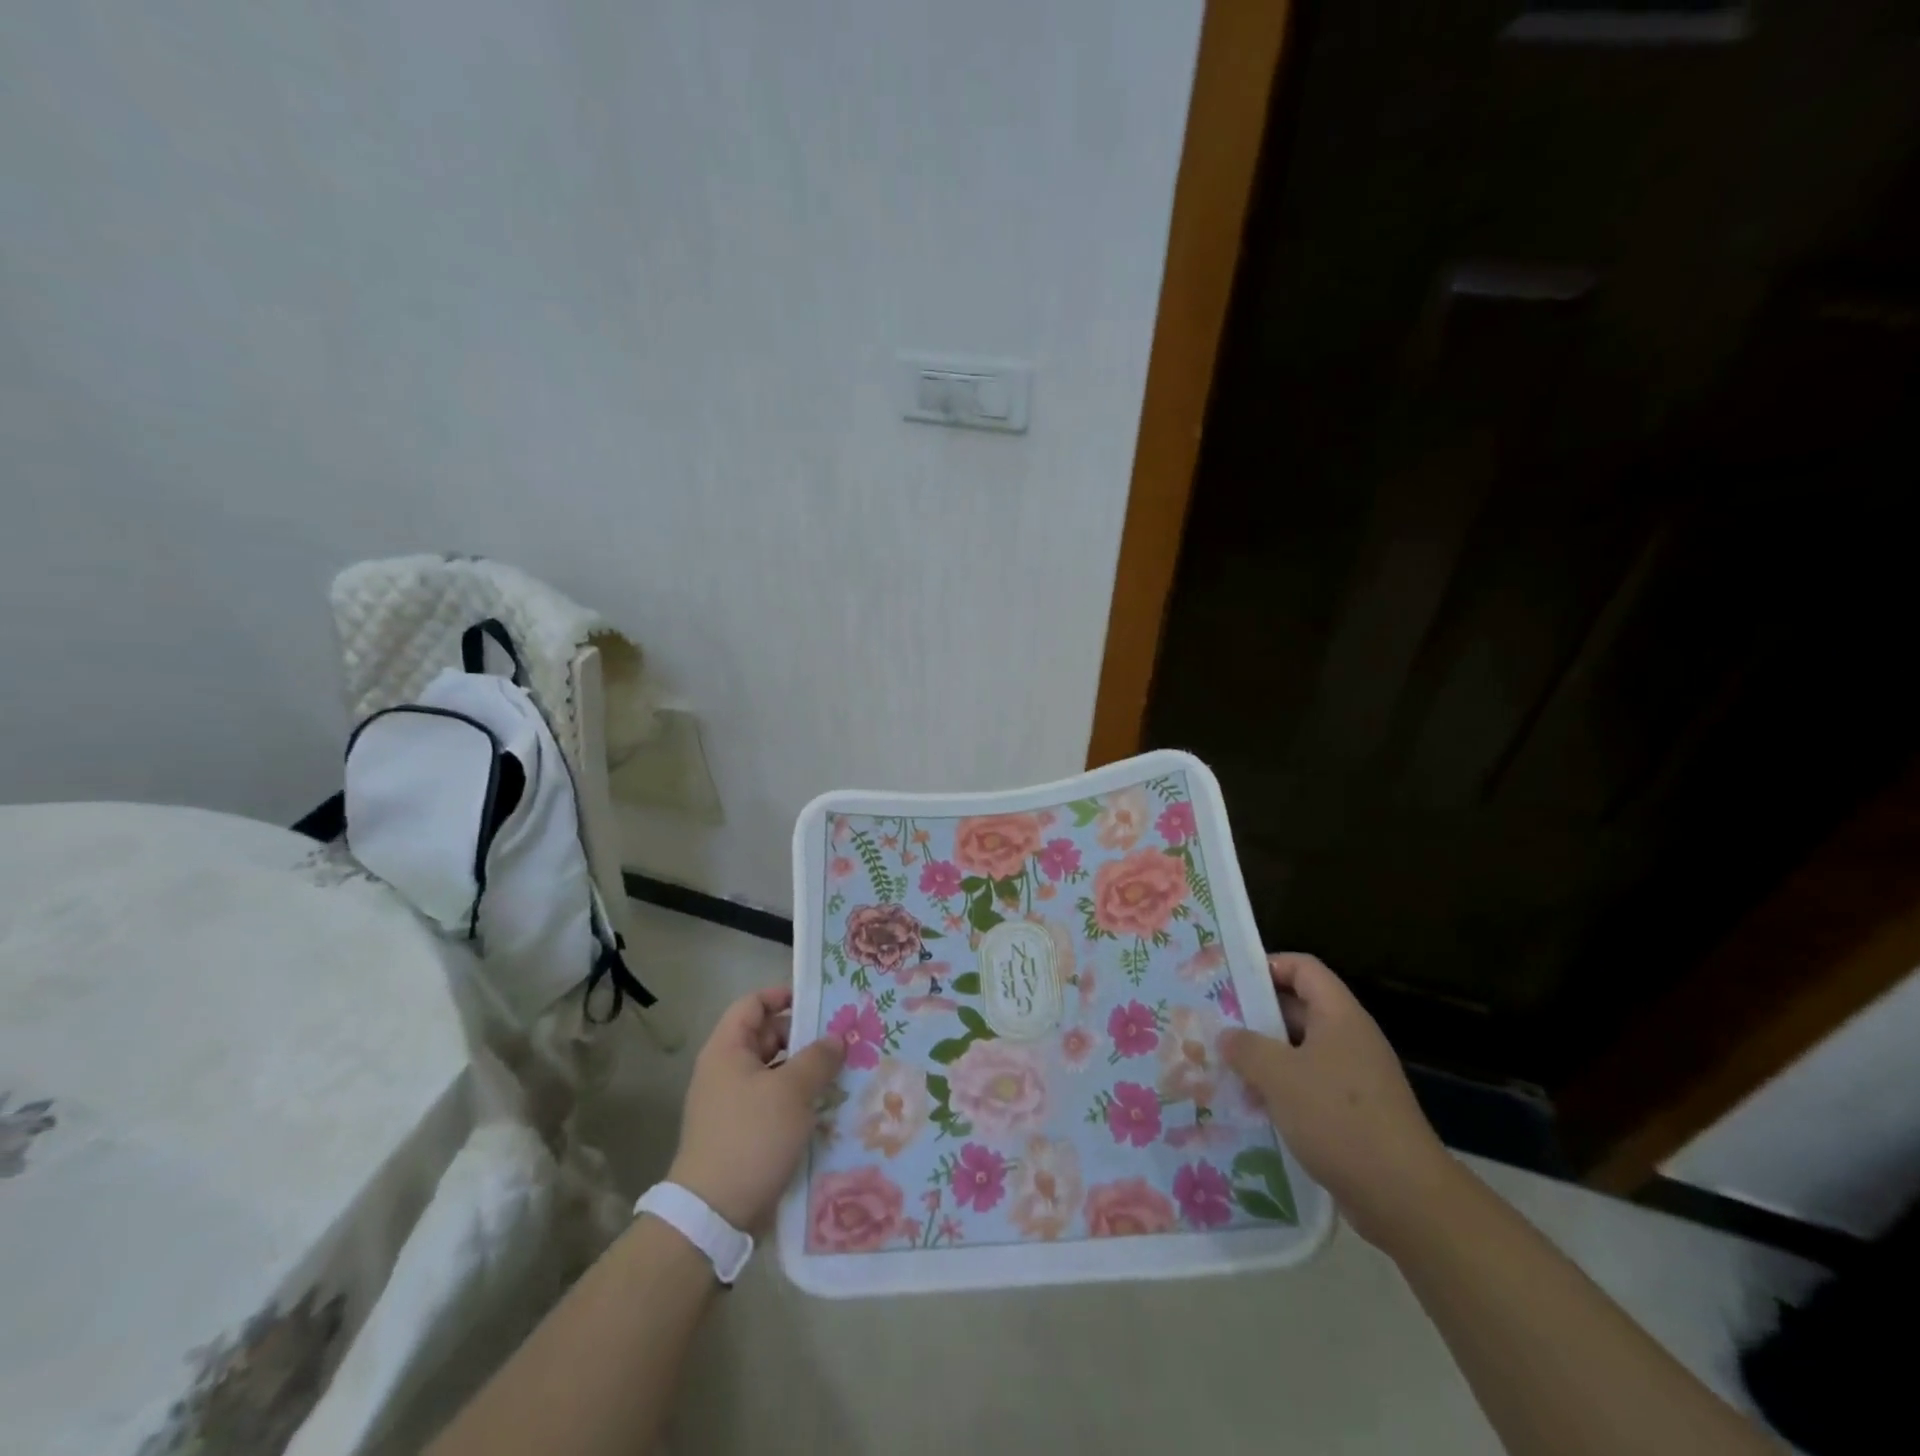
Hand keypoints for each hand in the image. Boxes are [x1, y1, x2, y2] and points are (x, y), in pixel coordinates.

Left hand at [666, 986, 844, 1231]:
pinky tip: (829, 1107)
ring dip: (806, 1071)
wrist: (713, 1216)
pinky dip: (799, 1100)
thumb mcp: (791, 1091)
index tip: (820, 1001)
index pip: (753, 1004)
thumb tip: (836, 1038)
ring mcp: (734, 1104)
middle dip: (804, 1036)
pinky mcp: (744, 1134)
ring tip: (845, 1072)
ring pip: (776, 1072)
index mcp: (727, 1050)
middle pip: (767, 1037)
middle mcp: (726, 1071)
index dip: (783, 995)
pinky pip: (775, 1103)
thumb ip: (818, 1058)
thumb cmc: (751, 1138)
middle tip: (843, 1039)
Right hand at [1221, 953, 1453, 1249]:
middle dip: (1256, 1016)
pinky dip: (1281, 1090)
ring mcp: (1354, 1078)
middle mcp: (1349, 1039)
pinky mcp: (1353, 1114)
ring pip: (1300, 1052)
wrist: (1404, 1198)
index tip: (1230, 982)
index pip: (1303, 968)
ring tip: (1224, 1066)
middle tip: (1215, 1025)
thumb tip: (1227, 1035)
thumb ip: (1246, 1048)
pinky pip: (1309, 1086)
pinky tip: (1251, 1106)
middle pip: (1298, 1009)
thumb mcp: (1279, 1076)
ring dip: (1264, 1057)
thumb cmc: (1339, 1119)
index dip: (1267, 966)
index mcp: (1339, 1016)